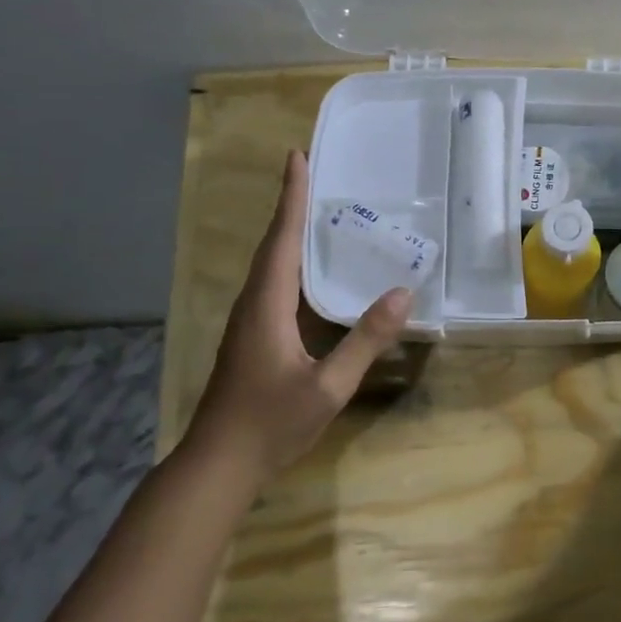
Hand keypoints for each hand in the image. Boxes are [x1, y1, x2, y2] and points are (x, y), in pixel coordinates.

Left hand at [186, 150, 411, 481]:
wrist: (218, 465)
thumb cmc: (270, 424)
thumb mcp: (328, 386)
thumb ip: (365, 341)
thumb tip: (402, 294)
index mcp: (267, 305)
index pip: (282, 239)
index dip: (292, 197)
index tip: (297, 156)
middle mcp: (254, 303)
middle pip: (274, 243)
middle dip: (293, 204)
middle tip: (317, 172)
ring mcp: (250, 320)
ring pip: (272, 263)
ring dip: (291, 231)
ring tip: (320, 209)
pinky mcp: (252, 336)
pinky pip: (276, 284)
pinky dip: (293, 261)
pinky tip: (315, 270)